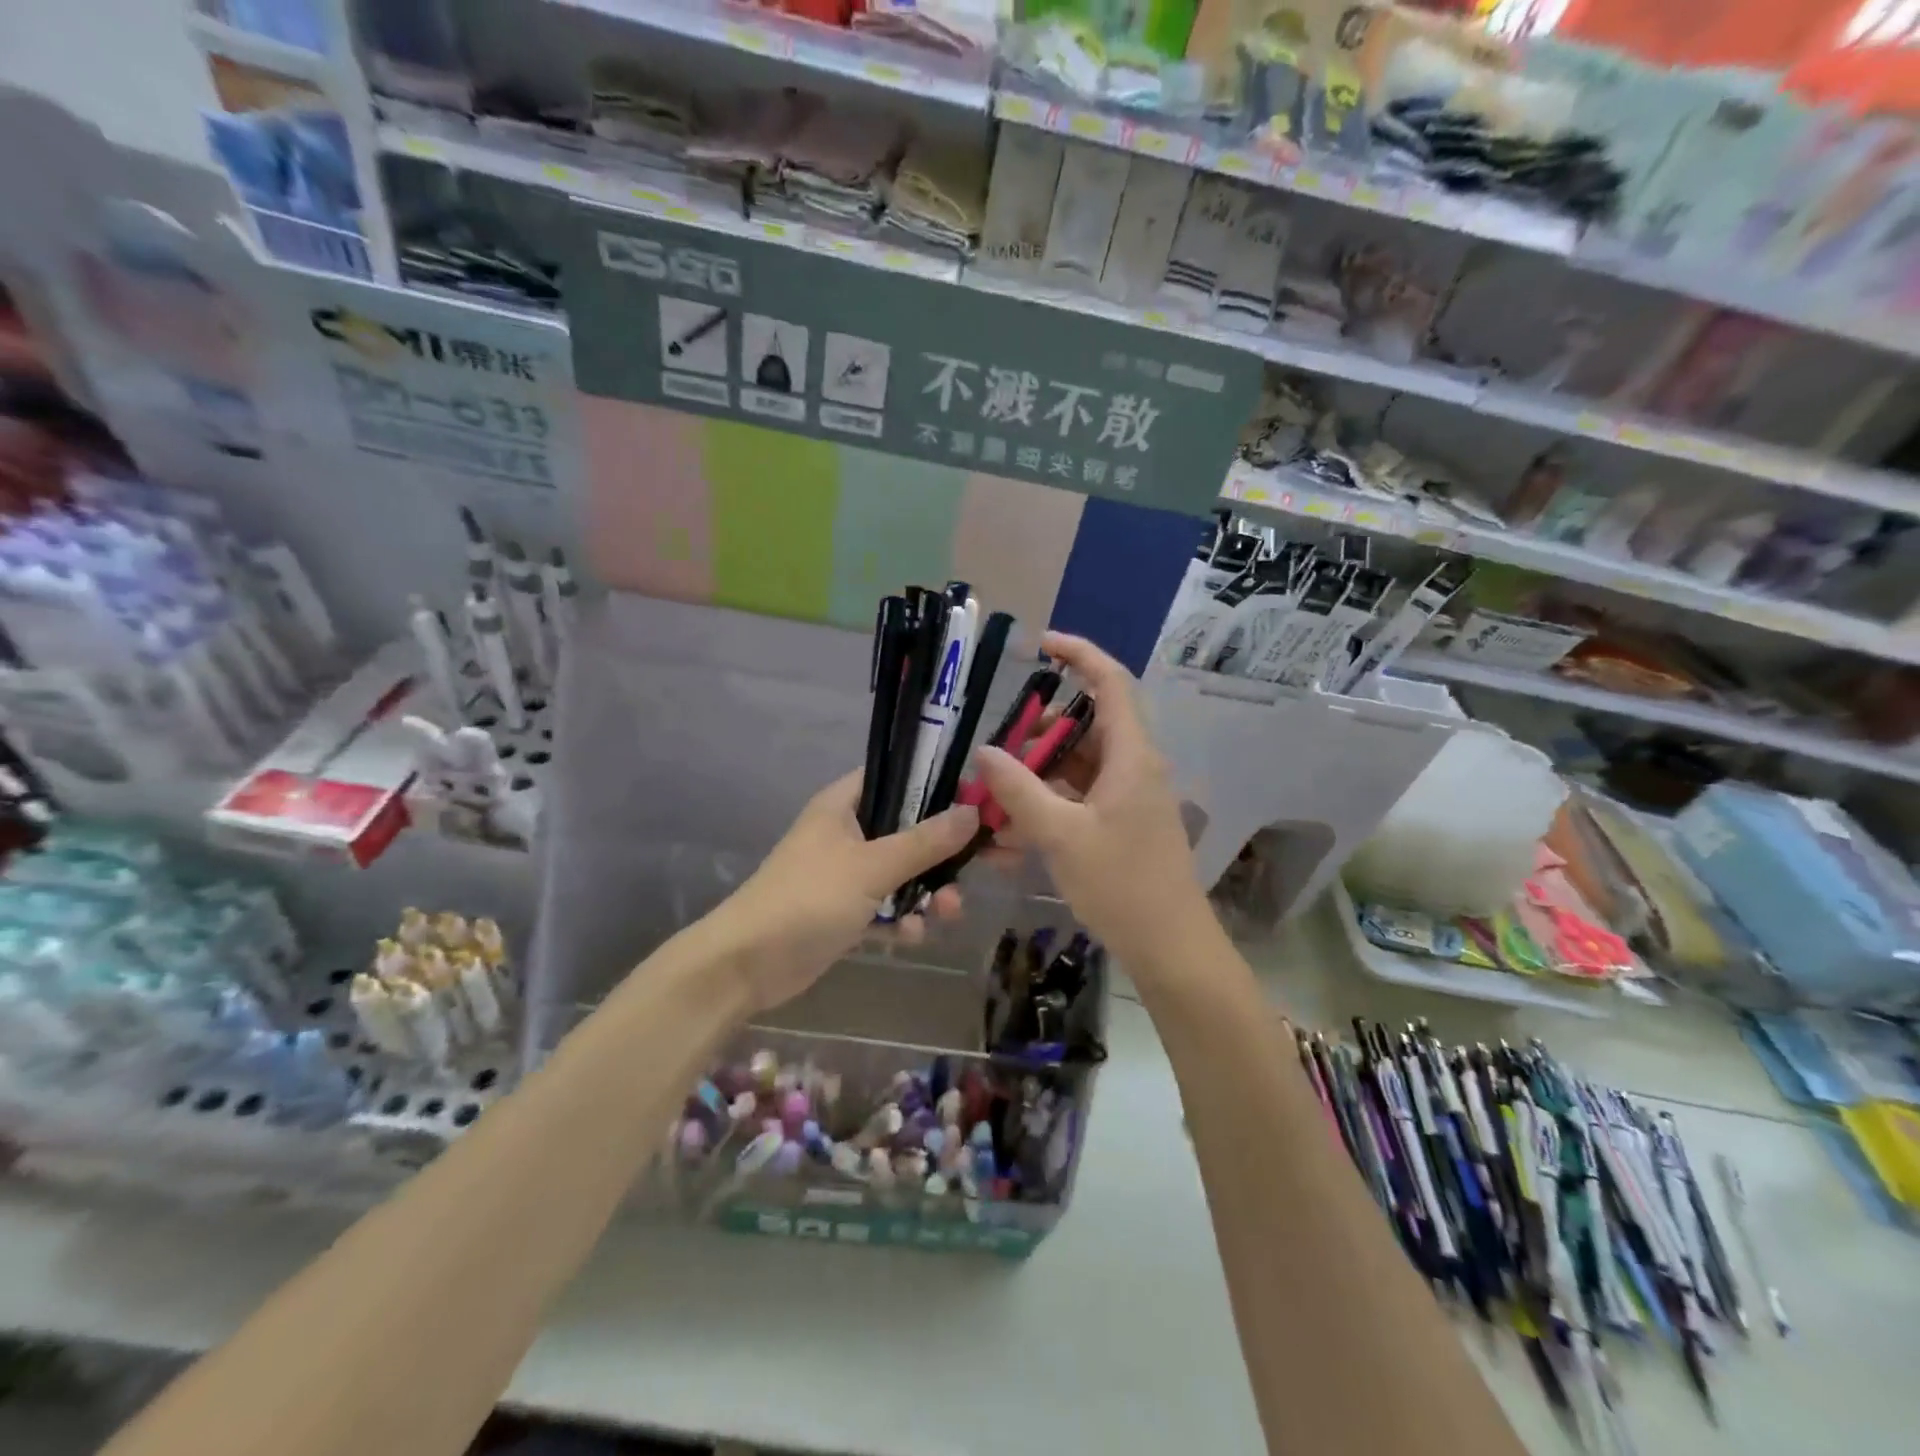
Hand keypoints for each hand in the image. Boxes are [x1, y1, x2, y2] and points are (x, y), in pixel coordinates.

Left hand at [718, 771, 974, 1014]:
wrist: (747, 965)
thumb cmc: (808, 899)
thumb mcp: (871, 867)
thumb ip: (924, 841)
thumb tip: (973, 811)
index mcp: (844, 805)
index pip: (896, 778)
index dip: (935, 787)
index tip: (974, 803)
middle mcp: (847, 833)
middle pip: (907, 831)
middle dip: (939, 856)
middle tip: (967, 873)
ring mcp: (846, 874)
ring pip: (902, 874)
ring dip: (927, 893)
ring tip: (946, 914)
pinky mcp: (846, 912)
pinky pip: (886, 907)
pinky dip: (902, 920)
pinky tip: (911, 937)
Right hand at [974, 632, 1215, 977]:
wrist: (1169, 947)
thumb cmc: (1122, 884)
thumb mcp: (1062, 836)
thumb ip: (1019, 791)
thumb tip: (984, 752)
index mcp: (1132, 756)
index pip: (1111, 683)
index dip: (1080, 655)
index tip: (1042, 645)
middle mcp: (1134, 767)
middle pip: (1085, 728)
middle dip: (1038, 735)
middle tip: (999, 752)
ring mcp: (1128, 798)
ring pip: (1076, 769)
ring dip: (1035, 781)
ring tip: (993, 805)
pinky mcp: (1120, 825)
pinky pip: (1078, 802)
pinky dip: (1046, 810)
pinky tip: (1010, 840)